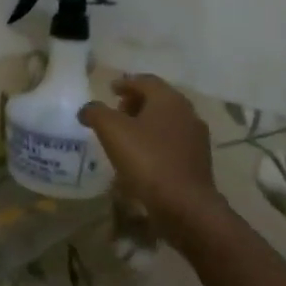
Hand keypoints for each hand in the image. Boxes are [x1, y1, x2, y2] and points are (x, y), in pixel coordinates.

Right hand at [78, 74, 228, 238]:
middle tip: (115, 111)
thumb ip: (95, 112)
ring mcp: (196, 139)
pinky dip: (154, 141)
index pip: (146, 81)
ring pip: (166, 121)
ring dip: (145, 123)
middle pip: (158, 100)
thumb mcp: (110, 130)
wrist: (185, 205)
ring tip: (124, 135)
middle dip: (135, 102)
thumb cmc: (146, 159)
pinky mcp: (197, 162)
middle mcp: (187, 114)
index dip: (126, 82)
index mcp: (169, 100)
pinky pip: (172, 142)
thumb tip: (88, 110)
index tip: (110, 89)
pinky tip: (139, 156)